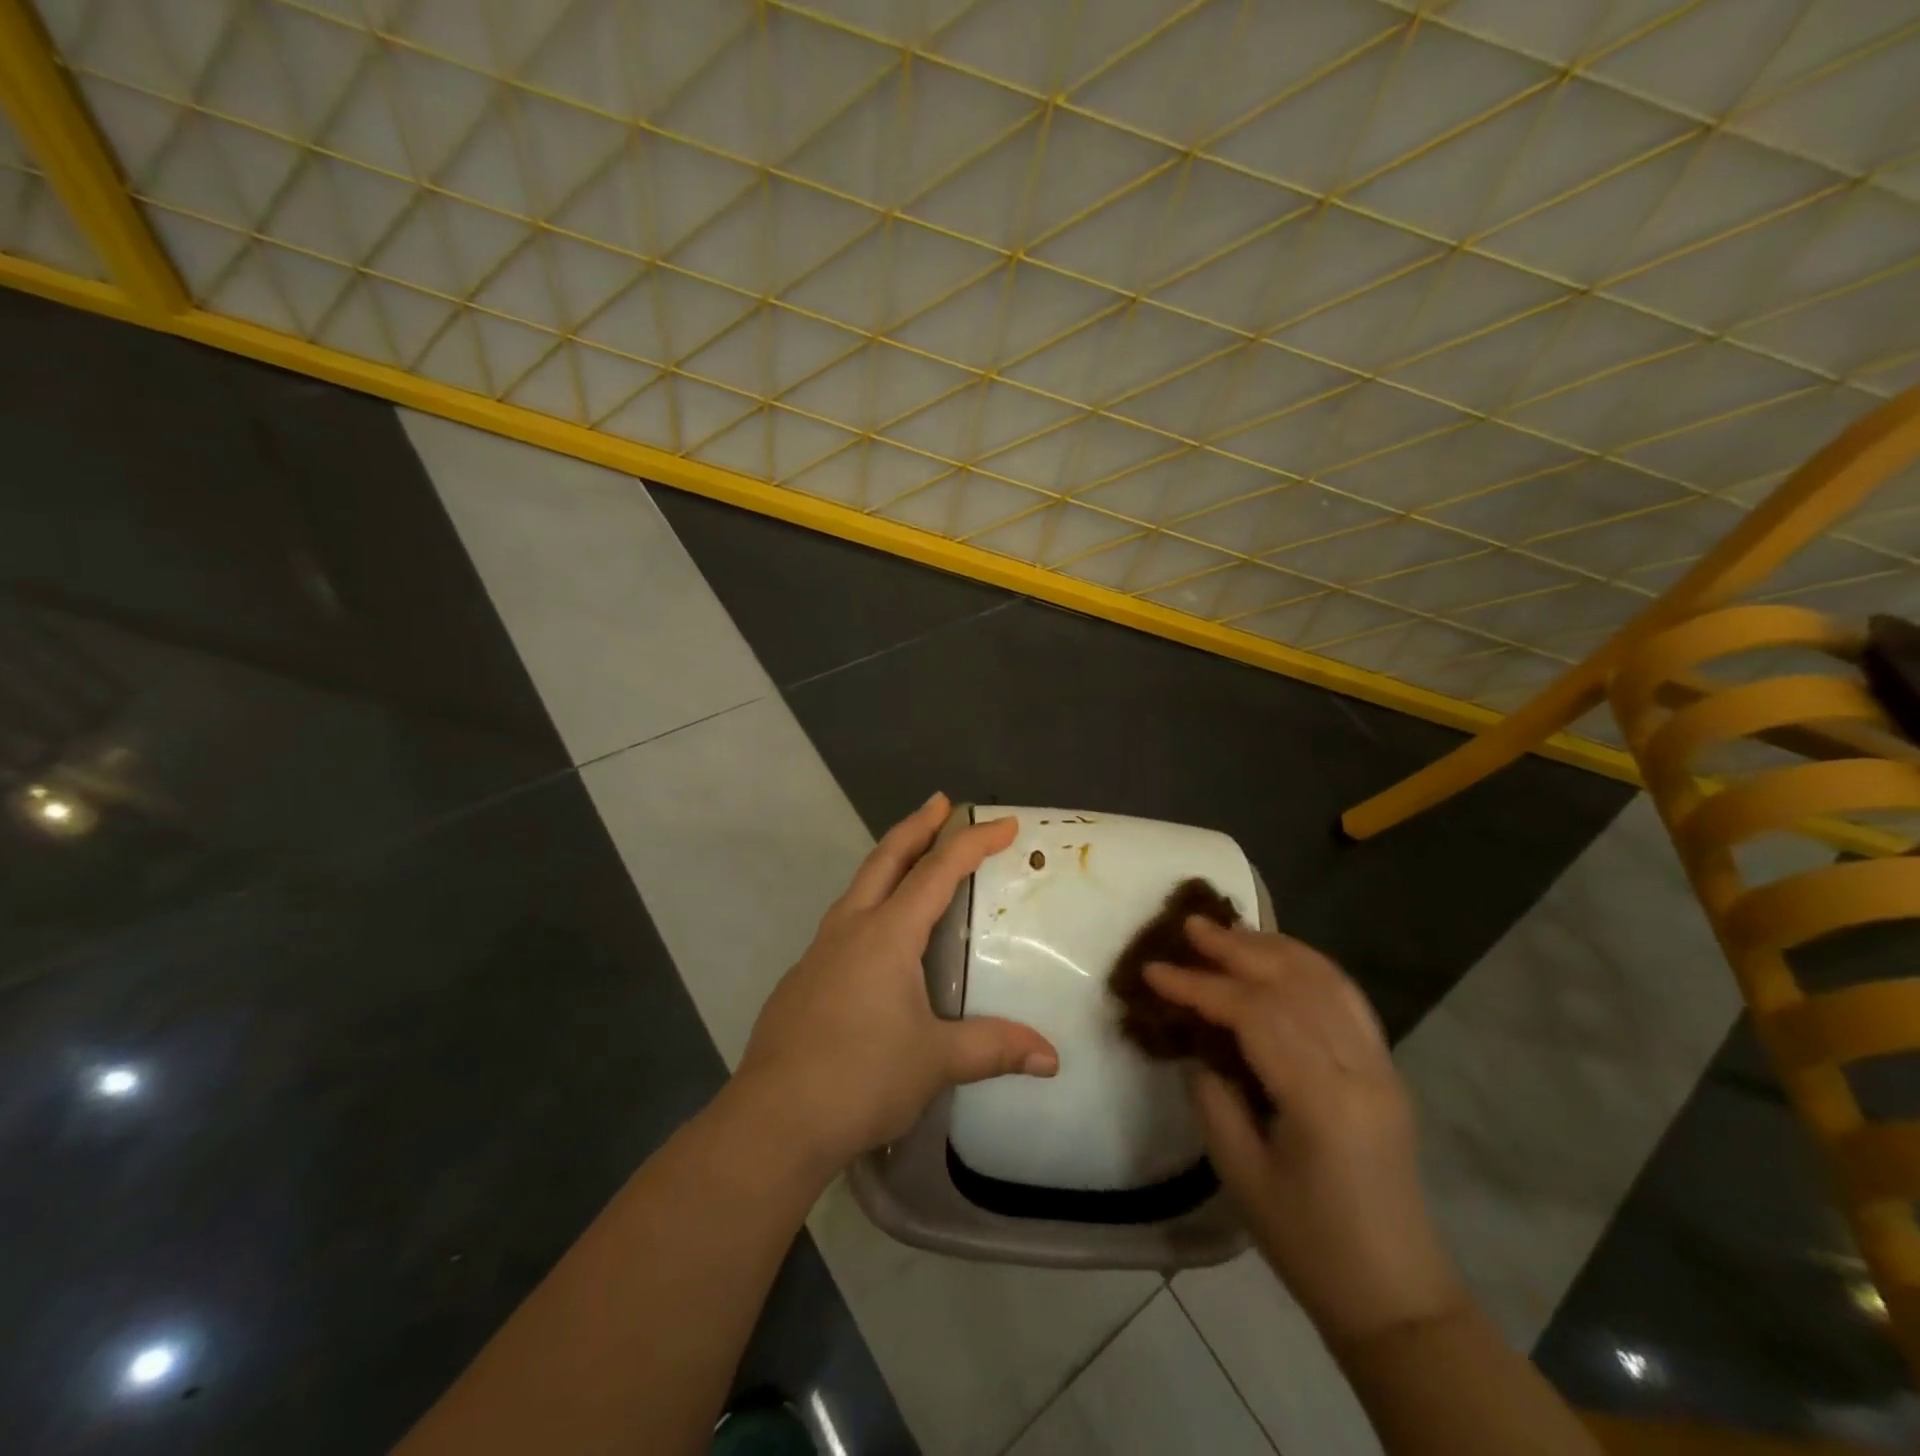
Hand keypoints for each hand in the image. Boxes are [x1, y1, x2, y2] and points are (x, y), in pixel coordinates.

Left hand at [734, 793, 1058, 1172]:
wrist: (772, 1120)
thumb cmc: (860, 1078)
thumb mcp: (936, 1061)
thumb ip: (993, 1048)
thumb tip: (1052, 1058)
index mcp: (887, 935)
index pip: (938, 873)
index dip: (973, 843)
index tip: (1005, 824)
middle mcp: (850, 929)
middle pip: (886, 859)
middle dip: (917, 826)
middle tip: (941, 802)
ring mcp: (819, 952)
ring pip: (858, 887)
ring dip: (888, 862)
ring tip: (911, 859)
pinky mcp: (802, 979)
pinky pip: (843, 924)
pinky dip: (869, 905)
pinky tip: (876, 938)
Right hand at [1146, 921, 1465, 1347]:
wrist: (1396, 1295)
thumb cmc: (1309, 1244)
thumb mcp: (1241, 1174)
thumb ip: (1214, 1096)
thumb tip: (1200, 1046)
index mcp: (1323, 1100)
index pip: (1255, 1015)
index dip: (1200, 986)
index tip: (1154, 971)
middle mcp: (1360, 1069)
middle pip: (1294, 984)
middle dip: (1237, 949)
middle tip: (1189, 926)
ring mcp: (1380, 1065)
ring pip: (1326, 981)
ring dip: (1273, 948)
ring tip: (1228, 930)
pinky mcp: (1385, 1069)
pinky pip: (1346, 998)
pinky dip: (1308, 966)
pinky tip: (1279, 957)